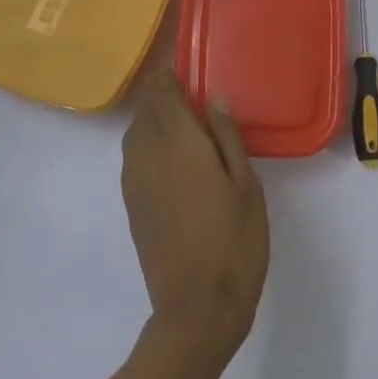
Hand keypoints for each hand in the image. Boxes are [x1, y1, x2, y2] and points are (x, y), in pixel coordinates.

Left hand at [120, 68, 268, 360]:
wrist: (196, 307)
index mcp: (178, 142)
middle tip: (190, 93)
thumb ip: (227, 137)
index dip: (171, 76)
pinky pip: (133, 156)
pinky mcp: (131, 203)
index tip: (188, 70)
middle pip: (145, 109)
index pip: (162, 93)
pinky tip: (171, 156)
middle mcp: (147, 154)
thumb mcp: (246, 185)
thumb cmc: (234, 242)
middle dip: (161, 94)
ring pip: (134, 132)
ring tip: (182, 121)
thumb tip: (213, 98)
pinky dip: (146, 142)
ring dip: (152, 118)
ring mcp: (134, 180)